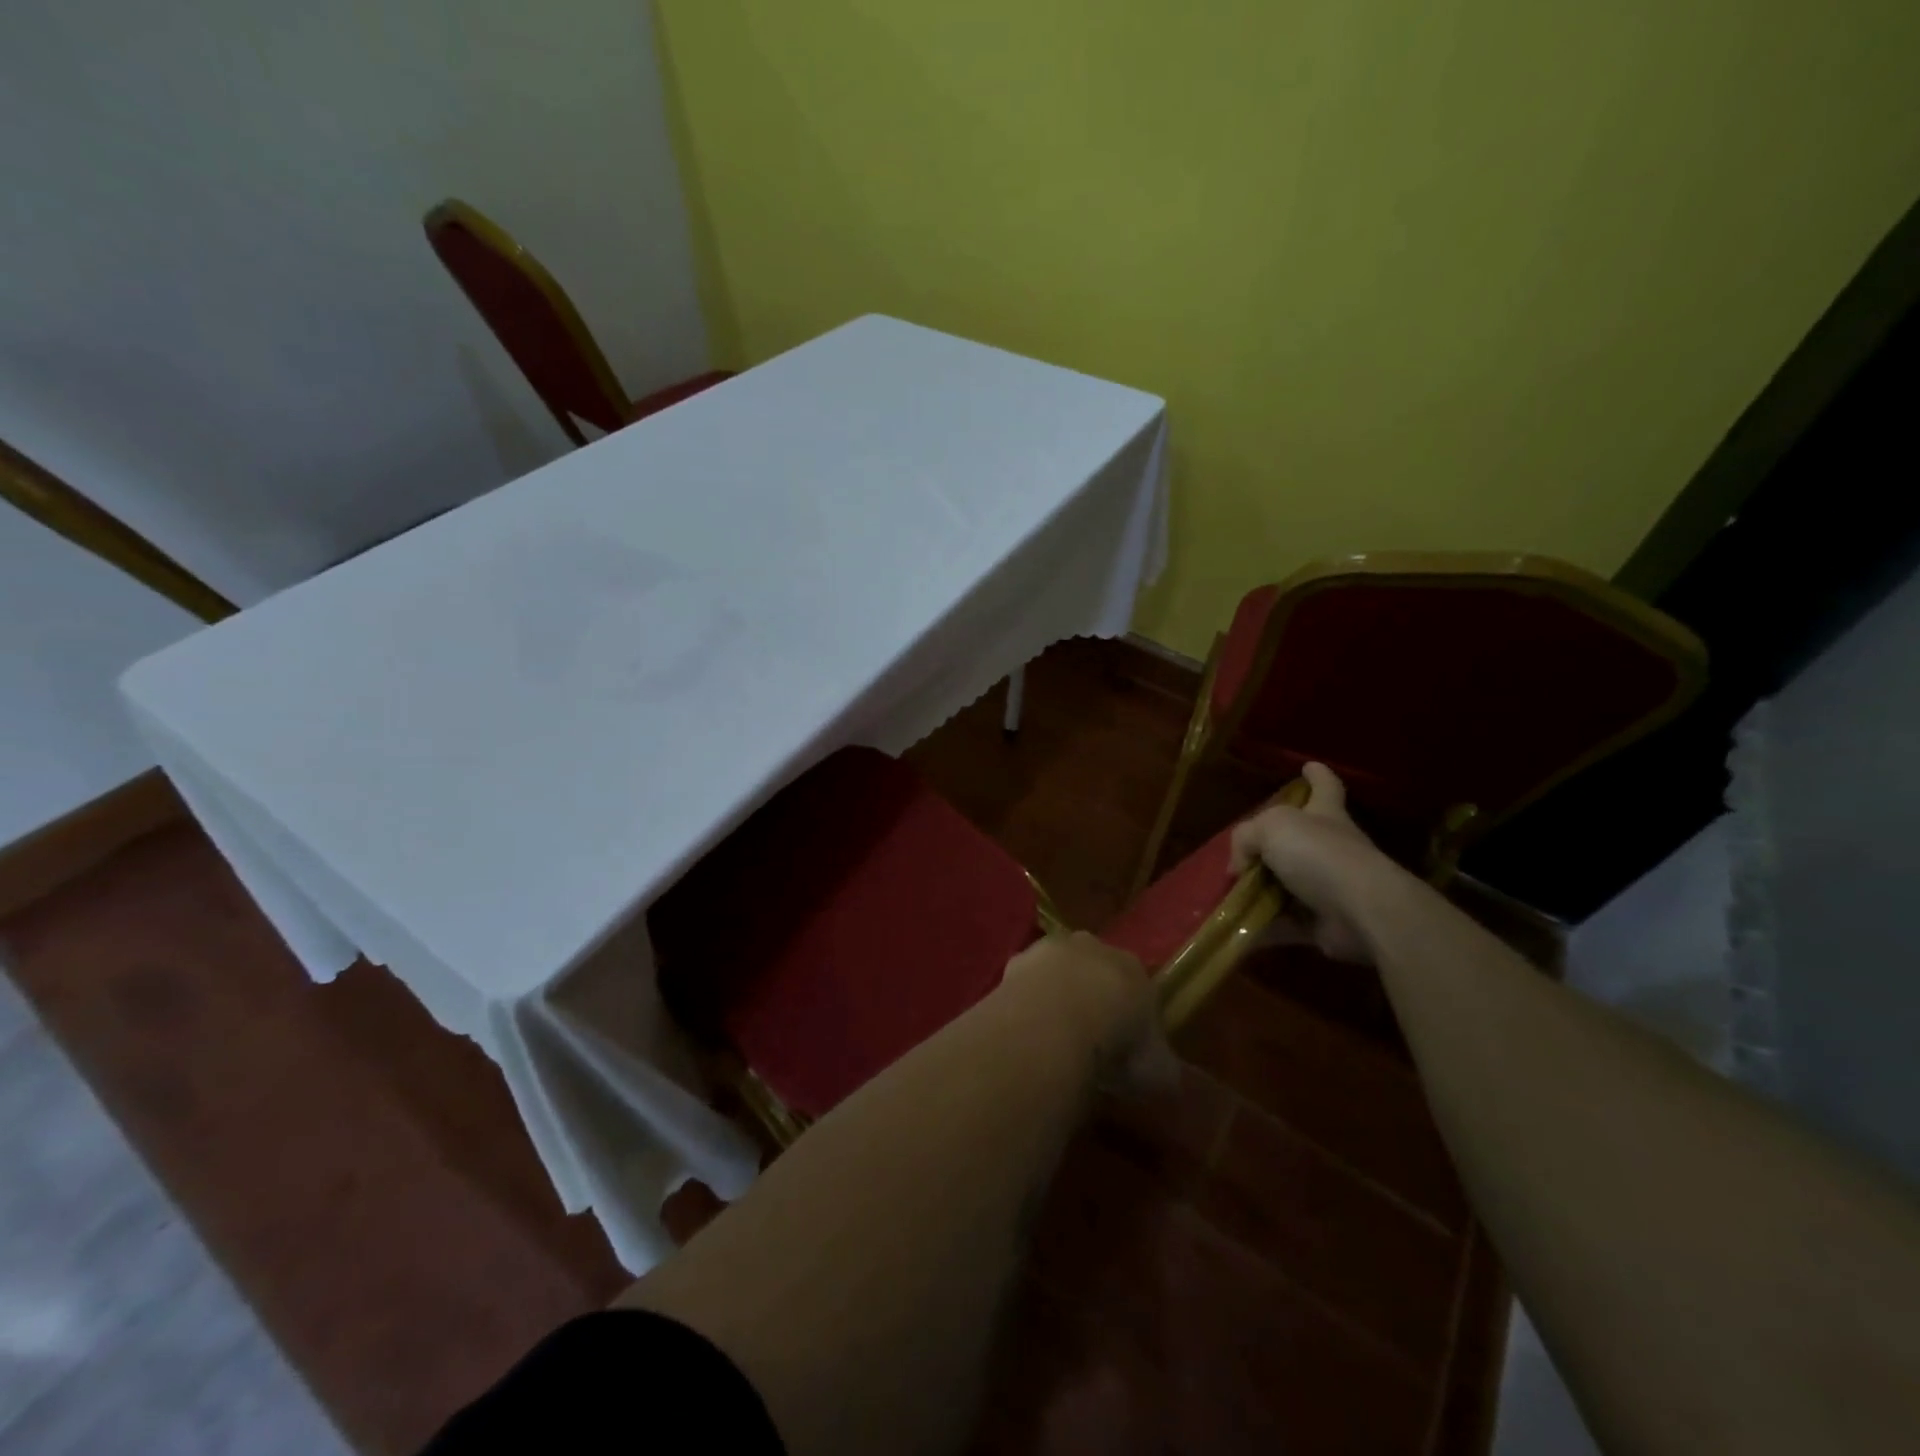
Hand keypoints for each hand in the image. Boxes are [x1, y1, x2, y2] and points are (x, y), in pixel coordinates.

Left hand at [1001, 932, 1176, 1095]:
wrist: (1054, 1022)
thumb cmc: (1115, 1043)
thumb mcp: (1156, 1070)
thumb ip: (1162, 1070)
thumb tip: (1167, 1078)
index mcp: (1134, 967)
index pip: (1137, 985)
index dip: (1130, 1015)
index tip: (1124, 1046)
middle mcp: (1093, 948)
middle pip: (1094, 970)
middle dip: (1091, 997)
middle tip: (1087, 1039)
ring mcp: (1051, 949)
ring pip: (1057, 971)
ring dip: (1055, 995)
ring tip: (1051, 1038)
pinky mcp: (1016, 960)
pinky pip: (1025, 983)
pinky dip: (1026, 1002)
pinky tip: (1024, 1031)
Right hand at [1229, 762, 1403, 964]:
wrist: (1362, 911)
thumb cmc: (1319, 855)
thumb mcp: (1270, 828)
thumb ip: (1245, 838)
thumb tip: (1238, 866)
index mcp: (1325, 815)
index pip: (1325, 787)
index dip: (1317, 775)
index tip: (1310, 765)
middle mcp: (1331, 848)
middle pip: (1301, 839)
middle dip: (1273, 844)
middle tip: (1242, 852)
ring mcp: (1330, 887)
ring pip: (1288, 883)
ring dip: (1261, 890)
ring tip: (1228, 894)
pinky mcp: (1324, 923)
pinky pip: (1285, 923)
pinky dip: (1263, 927)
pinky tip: (1235, 928)